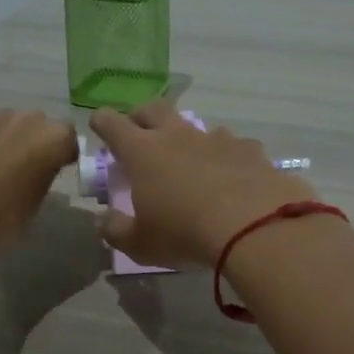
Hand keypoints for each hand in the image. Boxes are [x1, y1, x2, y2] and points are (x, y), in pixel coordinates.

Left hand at [0, 109, 78, 256]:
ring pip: (5, 124)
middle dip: (32, 141)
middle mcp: (26, 119)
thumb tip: (39, 168)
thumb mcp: (35, 203)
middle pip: (37, 124)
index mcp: (52, 139)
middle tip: (20, 167)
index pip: (68, 139)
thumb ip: (43, 175)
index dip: (62, 153)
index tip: (54, 169)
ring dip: (3, 139)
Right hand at [91, 102, 318, 268]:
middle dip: (141, 115)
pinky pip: (232, 145)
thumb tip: (105, 220)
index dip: (103, 122)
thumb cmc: (185, 233)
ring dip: (187, 138)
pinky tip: (231, 176)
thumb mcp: (140, 244)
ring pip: (195, 126)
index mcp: (143, 152)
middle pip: (153, 109)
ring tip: (190, 162)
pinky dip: (225, 156)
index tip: (99, 124)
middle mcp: (177, 135)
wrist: (255, 226)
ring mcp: (216, 138)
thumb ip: (116, 231)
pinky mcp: (250, 149)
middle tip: (139, 131)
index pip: (113, 124)